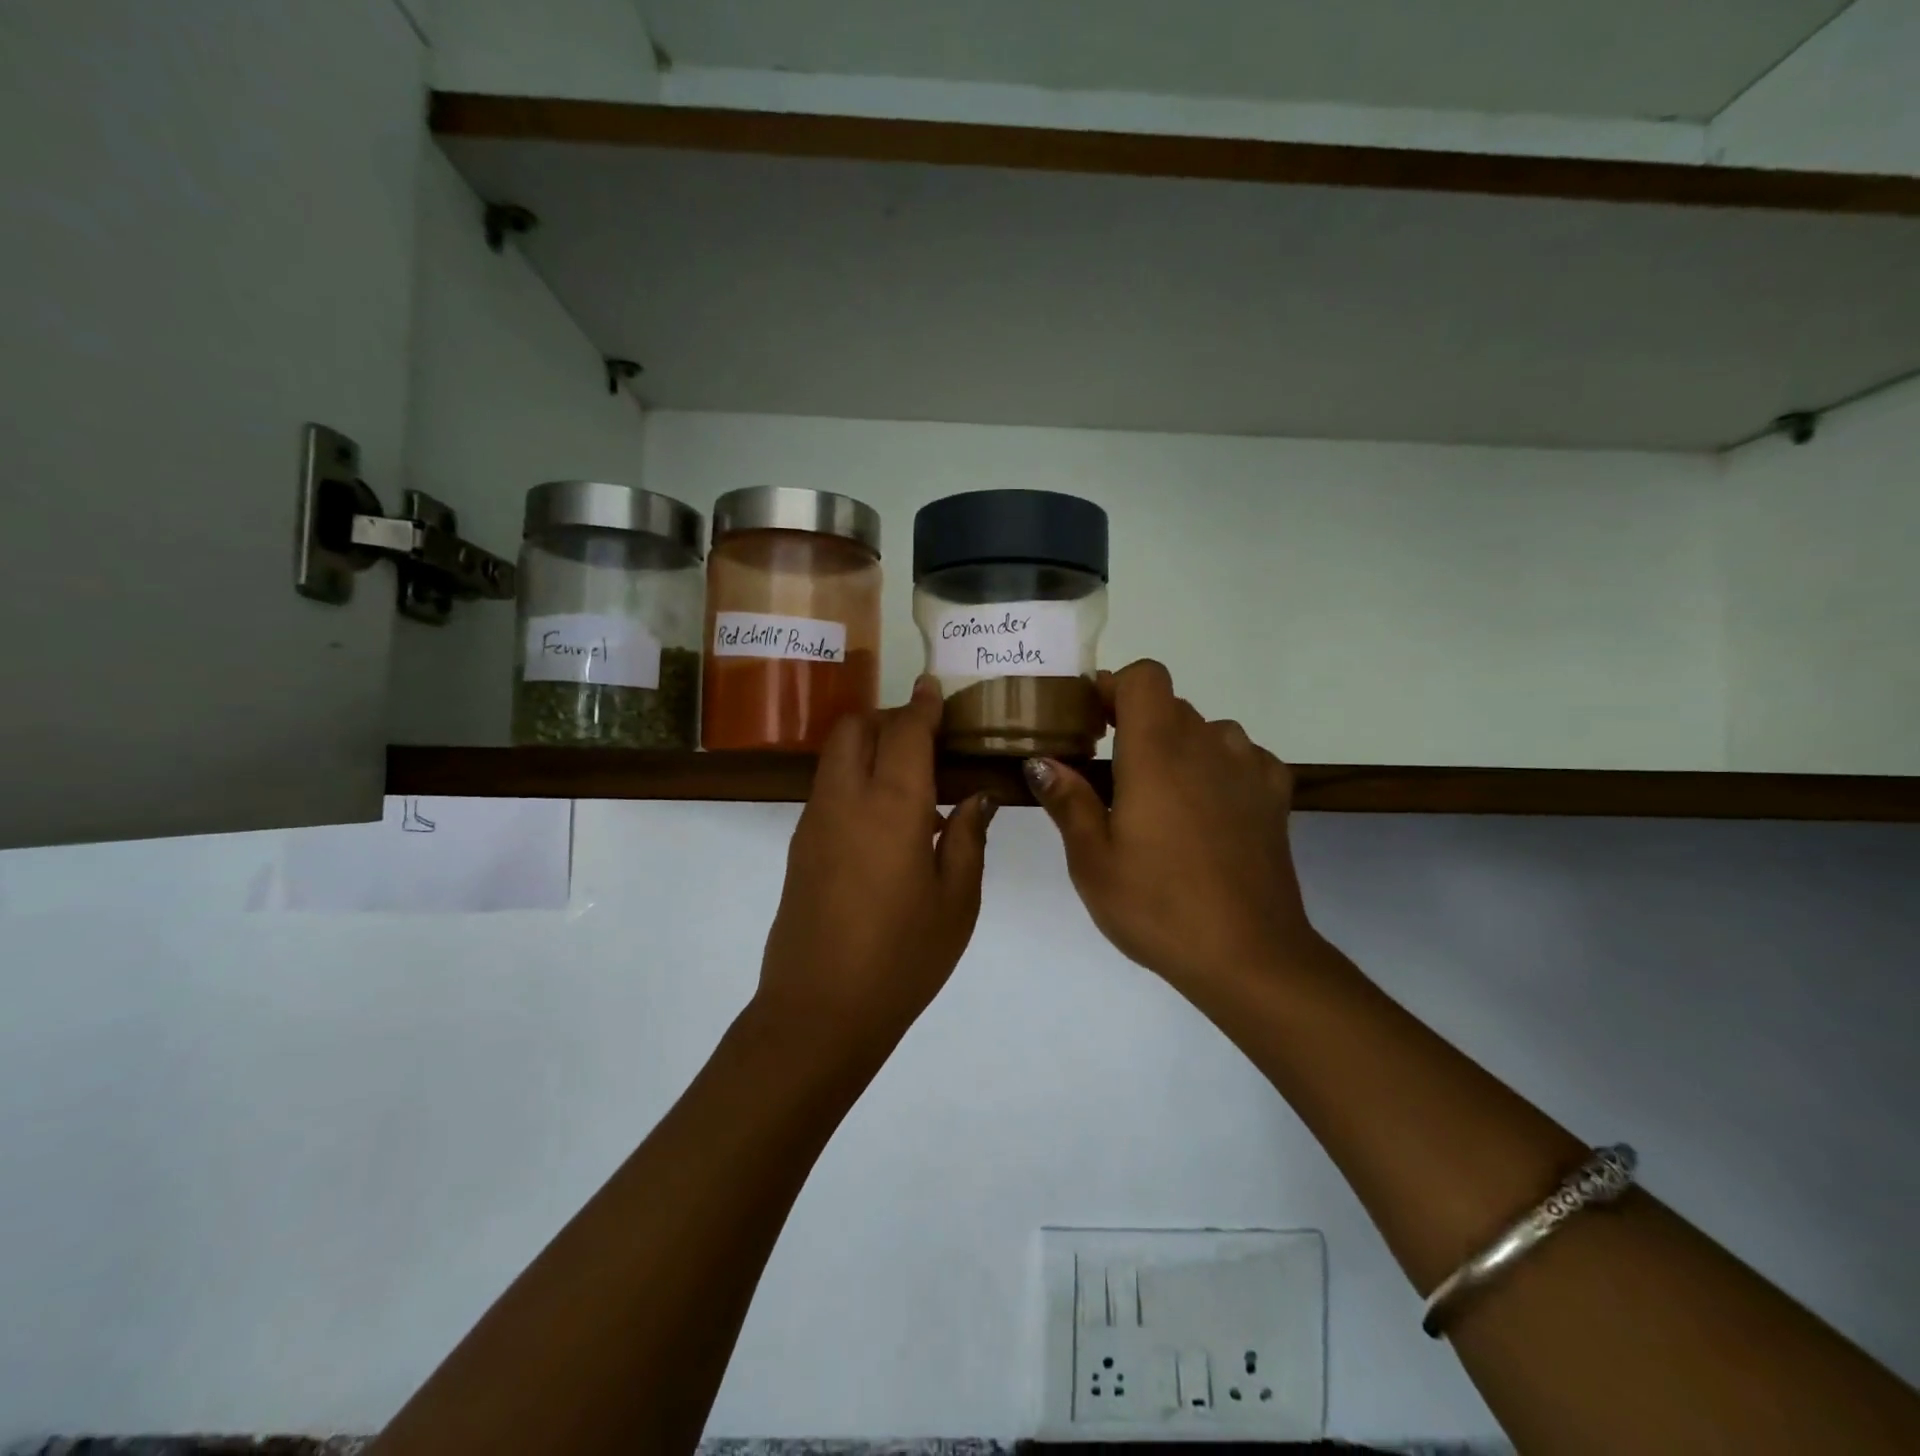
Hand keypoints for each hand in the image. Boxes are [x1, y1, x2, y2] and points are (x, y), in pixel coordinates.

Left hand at [755, 676, 995, 1053]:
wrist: (819, 1010)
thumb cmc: (902, 958)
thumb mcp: (956, 901)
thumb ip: (968, 838)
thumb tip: (977, 797)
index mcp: (892, 807)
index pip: (905, 732)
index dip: (922, 705)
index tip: (934, 688)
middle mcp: (845, 800)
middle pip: (856, 729)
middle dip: (889, 718)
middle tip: (927, 739)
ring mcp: (814, 822)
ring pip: (836, 756)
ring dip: (869, 747)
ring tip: (910, 778)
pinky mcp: (800, 846)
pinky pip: (828, 789)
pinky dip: (855, 779)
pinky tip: (886, 819)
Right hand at [1025, 659, 1318, 990]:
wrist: (1250, 955)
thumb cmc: (1158, 906)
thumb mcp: (1092, 861)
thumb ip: (1067, 801)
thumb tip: (1040, 761)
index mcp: (1157, 752)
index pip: (1145, 676)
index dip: (1114, 687)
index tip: (1091, 721)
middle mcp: (1207, 745)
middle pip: (1170, 704)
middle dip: (1136, 723)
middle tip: (1110, 773)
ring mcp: (1248, 769)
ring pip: (1207, 731)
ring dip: (1179, 747)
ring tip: (1161, 798)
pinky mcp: (1275, 797)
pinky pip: (1242, 758)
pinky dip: (1218, 768)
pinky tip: (1207, 811)